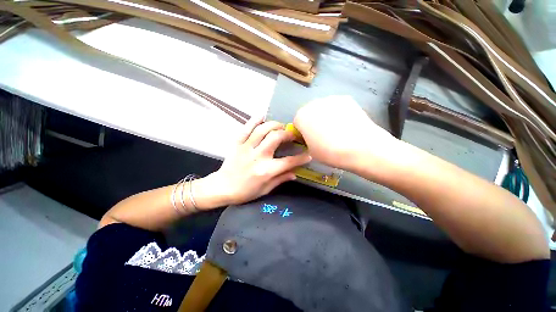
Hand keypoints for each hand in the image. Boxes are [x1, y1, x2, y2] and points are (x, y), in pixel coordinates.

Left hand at [199, 117, 311, 206]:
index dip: (301, 158)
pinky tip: (262, 116)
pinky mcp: (238, 144)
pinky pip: (246, 128)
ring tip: (280, 126)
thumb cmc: (244, 192)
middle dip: (287, 134)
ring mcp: (247, 148)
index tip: (308, 154)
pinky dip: (254, 120)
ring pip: (262, 129)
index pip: (289, 162)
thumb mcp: (265, 190)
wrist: (221, 188)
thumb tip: (295, 173)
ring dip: (274, 125)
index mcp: (266, 170)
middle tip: (292, 135)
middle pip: (276, 138)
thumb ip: (281, 179)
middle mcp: (258, 156)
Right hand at [293, 95, 400, 171]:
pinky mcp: (346, 99)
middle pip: (309, 113)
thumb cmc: (330, 153)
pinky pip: (336, 107)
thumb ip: (306, 140)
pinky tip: (346, 124)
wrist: (360, 148)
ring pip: (323, 109)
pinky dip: (338, 113)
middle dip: (312, 122)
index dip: (302, 132)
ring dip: (325, 116)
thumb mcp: (310, 151)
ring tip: (337, 130)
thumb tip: (310, 135)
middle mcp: (313, 104)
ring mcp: (331, 99)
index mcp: (301, 116)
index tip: (309, 140)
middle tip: (322, 135)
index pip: (297, 123)